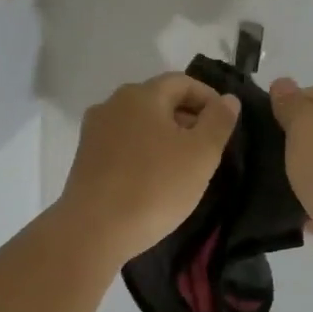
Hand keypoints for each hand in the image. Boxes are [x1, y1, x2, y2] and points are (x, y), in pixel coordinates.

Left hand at [58, 73, 240, 265]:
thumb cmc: (154, 187)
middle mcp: (112, 104)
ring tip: (183, 167)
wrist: (94, 229)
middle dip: (187, 119)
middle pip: (158, 101)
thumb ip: (219, 121)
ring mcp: (94, 131)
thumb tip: (228, 99)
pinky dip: (143, 153)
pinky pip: (123, 145)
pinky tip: (154, 179)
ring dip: (165, 137)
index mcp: (141, 95)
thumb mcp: (201, 154)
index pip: (183, 82)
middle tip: (208, 149)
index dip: (209, 99)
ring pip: (140, 124)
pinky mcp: (85, 158)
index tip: (225, 125)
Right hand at [269, 78, 312, 311]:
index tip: (262, 111)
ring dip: (297, 171)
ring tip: (260, 177)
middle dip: (292, 135)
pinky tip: (281, 211)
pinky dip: (303, 206)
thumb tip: (283, 83)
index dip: (294, 97)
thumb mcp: (307, 125)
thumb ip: (293, 105)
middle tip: (254, 145)